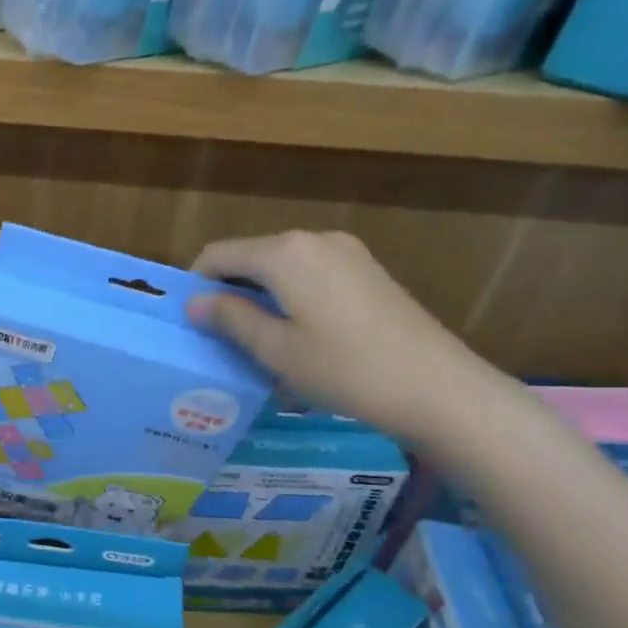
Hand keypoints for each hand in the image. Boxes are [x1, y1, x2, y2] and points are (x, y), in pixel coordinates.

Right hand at [189, 230, 499, 444]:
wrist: (438, 388)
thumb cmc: (343, 369)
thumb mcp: (274, 349)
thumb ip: (230, 319)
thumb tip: (195, 302)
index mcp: (284, 253)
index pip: (218, 255)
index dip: (196, 284)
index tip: (189, 321)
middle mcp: (314, 240)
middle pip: (251, 256)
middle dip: (228, 290)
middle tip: (219, 336)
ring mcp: (347, 253)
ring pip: (281, 267)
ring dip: (259, 296)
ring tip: (257, 340)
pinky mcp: (368, 272)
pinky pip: (310, 274)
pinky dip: (290, 297)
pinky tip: (297, 335)